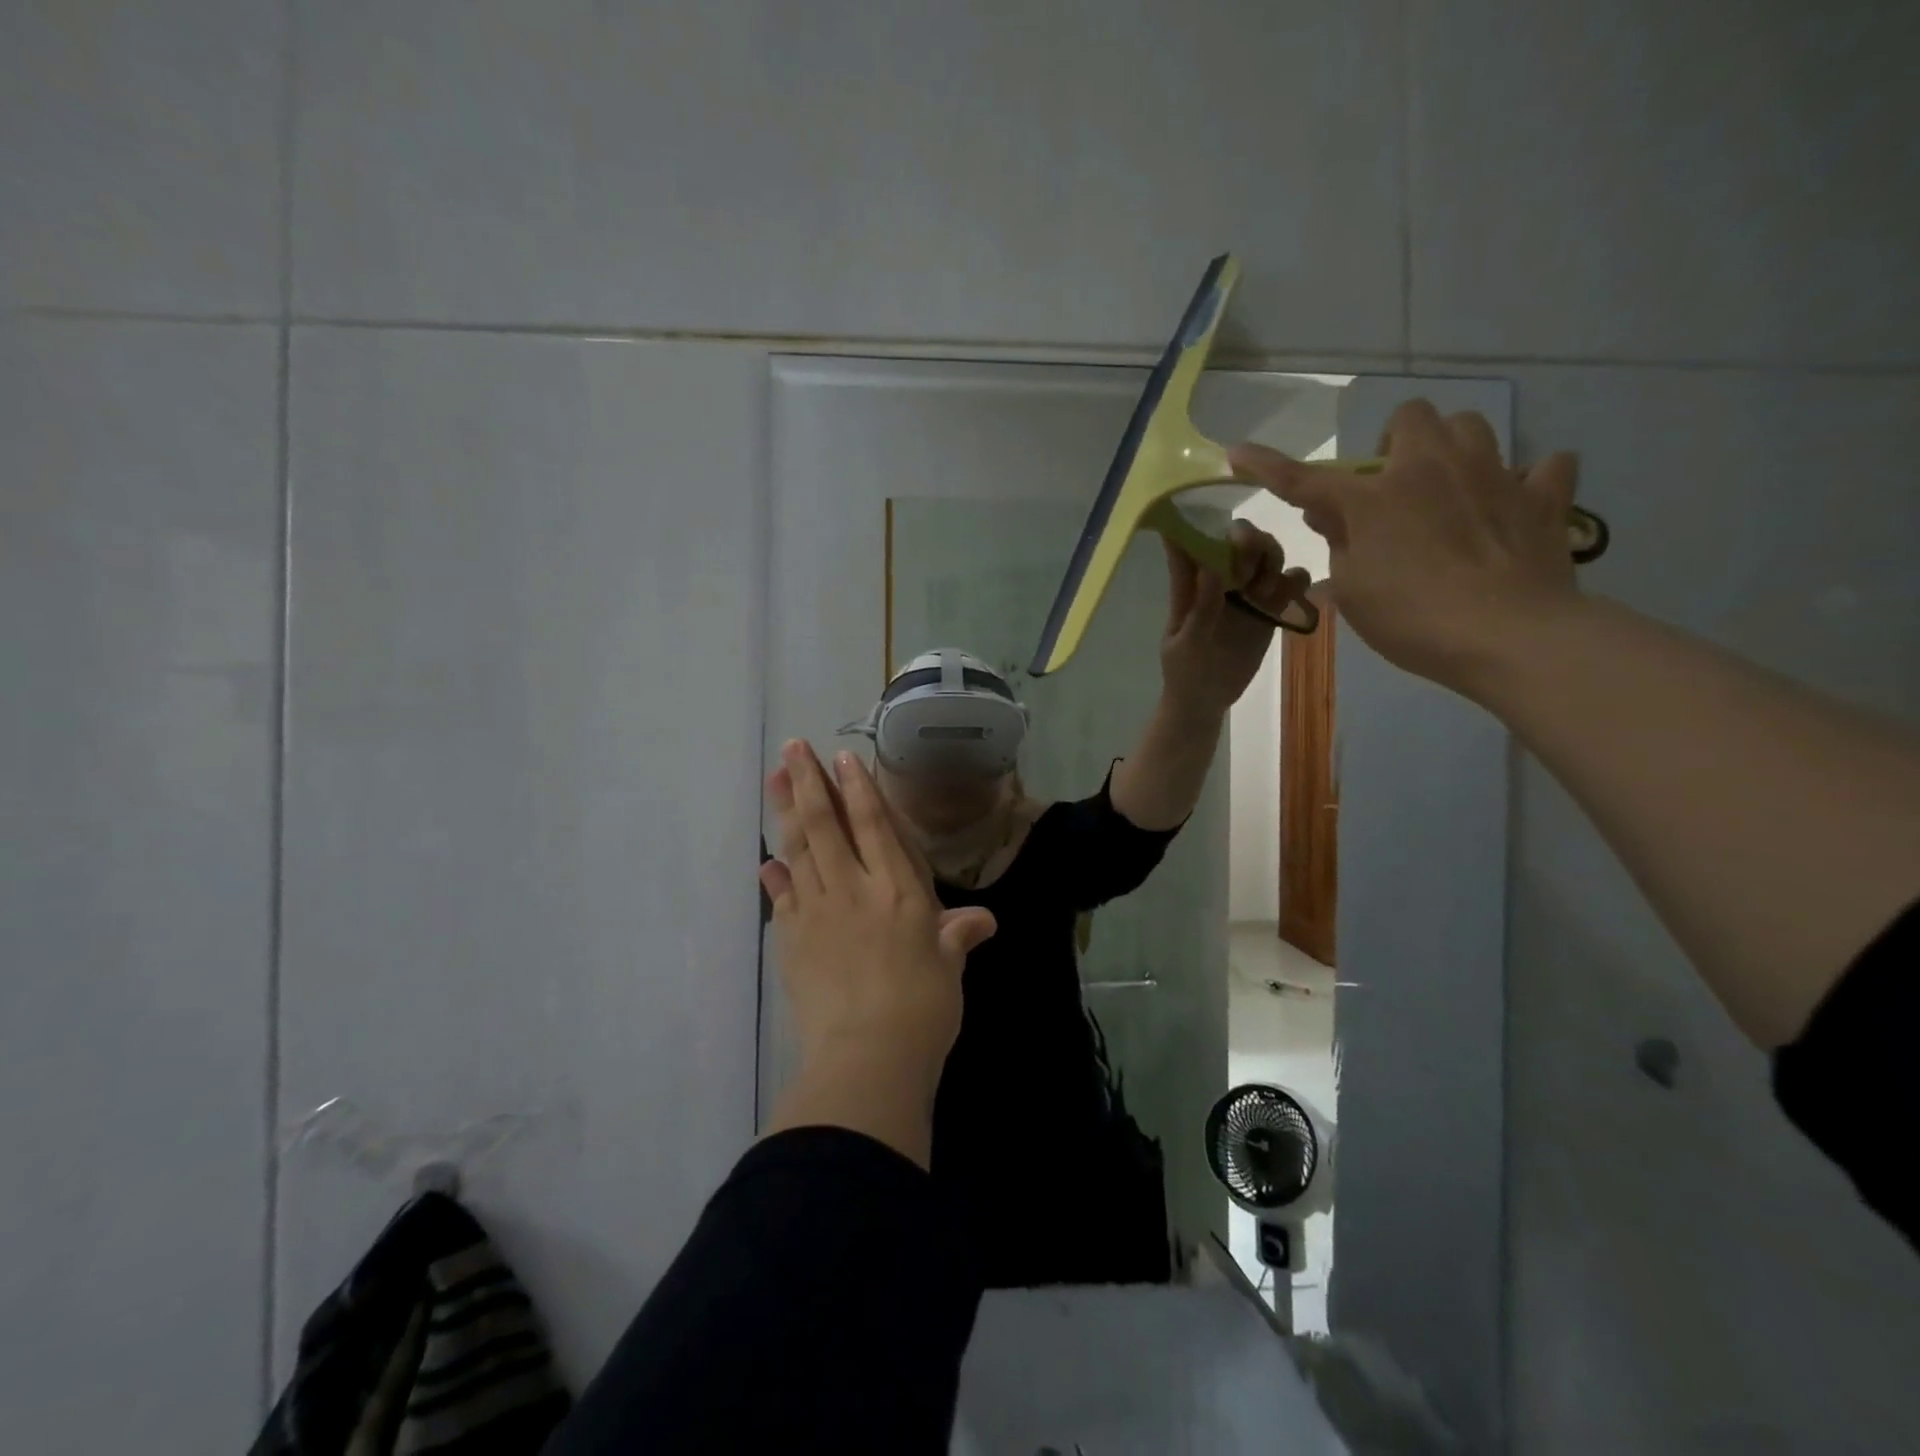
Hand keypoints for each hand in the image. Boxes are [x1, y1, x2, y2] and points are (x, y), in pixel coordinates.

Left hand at [760, 741, 996, 1154]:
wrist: (867, 1056)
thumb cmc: (922, 1008)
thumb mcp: (948, 967)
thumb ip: (956, 935)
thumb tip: (982, 920)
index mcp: (897, 890)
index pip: (874, 825)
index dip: (858, 788)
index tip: (841, 757)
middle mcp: (854, 889)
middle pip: (826, 825)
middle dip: (808, 782)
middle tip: (791, 748)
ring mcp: (817, 912)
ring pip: (799, 850)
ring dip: (785, 813)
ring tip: (773, 780)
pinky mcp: (792, 940)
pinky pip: (783, 898)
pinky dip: (776, 877)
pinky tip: (768, 864)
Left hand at [1157, 519, 1309, 715]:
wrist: (1204, 701)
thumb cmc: (1184, 671)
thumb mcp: (1187, 643)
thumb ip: (1201, 607)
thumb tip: (1213, 566)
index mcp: (1191, 584)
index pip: (1194, 541)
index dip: (1208, 527)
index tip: (1223, 535)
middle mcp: (1220, 580)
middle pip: (1241, 539)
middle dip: (1251, 541)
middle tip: (1249, 570)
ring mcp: (1247, 594)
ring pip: (1268, 556)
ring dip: (1273, 559)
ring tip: (1264, 591)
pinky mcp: (1269, 610)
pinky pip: (1290, 584)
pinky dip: (1297, 580)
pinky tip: (1291, 594)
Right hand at [1229, 400, 1582, 697]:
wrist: (1509, 635)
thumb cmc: (1412, 618)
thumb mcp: (1353, 590)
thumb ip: (1339, 546)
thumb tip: (1332, 516)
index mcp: (1376, 498)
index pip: (1305, 478)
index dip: (1267, 466)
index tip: (1237, 453)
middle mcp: (1432, 469)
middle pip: (1411, 417)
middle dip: (1394, 443)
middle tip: (1390, 486)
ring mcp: (1494, 476)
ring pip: (1472, 427)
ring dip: (1452, 448)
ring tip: (1447, 487)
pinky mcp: (1544, 497)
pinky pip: (1544, 467)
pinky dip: (1526, 480)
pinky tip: (1513, 503)